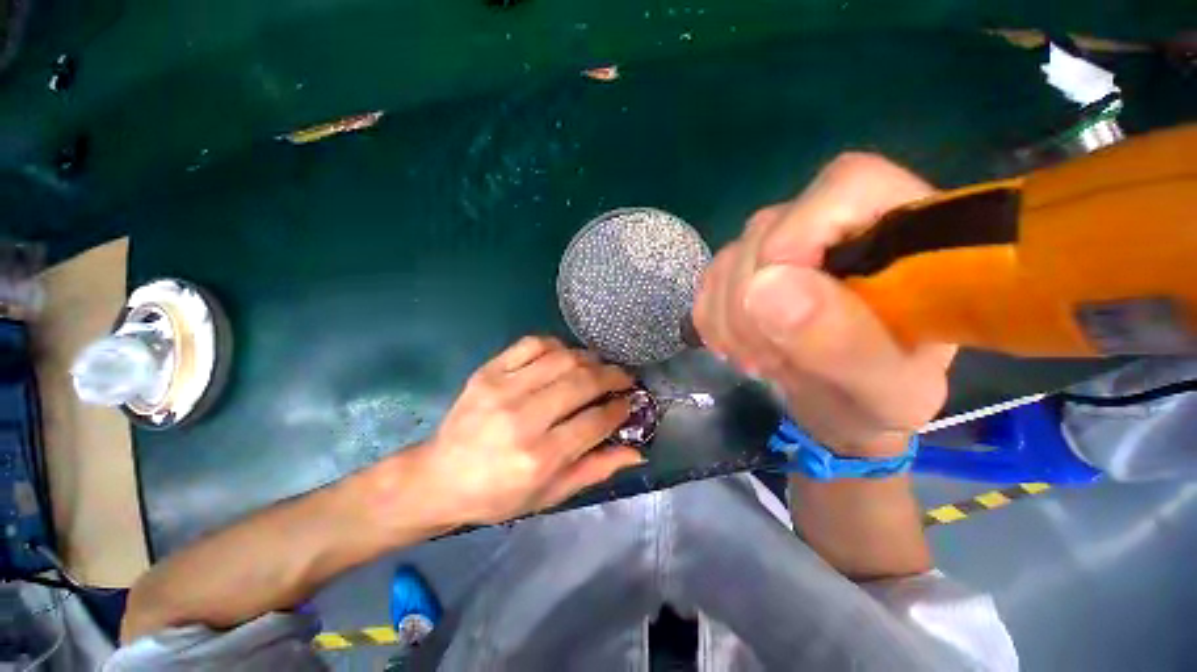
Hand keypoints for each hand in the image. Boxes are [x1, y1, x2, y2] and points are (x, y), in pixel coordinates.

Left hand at [408, 336, 641, 525]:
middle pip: (582, 383)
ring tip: (599, 367)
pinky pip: (533, 344)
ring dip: (590, 359)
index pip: (595, 421)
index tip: (629, 402)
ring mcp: (502, 389)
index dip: (620, 408)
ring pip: (562, 358)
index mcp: (539, 457)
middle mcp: (522, 419)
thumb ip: (595, 470)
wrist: (439, 476)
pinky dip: (557, 345)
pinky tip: (564, 356)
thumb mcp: (550, 495)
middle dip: (613, 376)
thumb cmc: (498, 494)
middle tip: (623, 378)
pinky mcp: (487, 371)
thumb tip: (637, 451)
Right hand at [692, 153, 955, 454]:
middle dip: (754, 304)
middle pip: (767, 230)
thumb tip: (767, 288)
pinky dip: (713, 321)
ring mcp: (781, 244)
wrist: (839, 408)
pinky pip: (708, 282)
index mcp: (904, 236)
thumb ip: (844, 343)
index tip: (777, 300)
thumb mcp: (884, 393)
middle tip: (773, 361)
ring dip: (731, 320)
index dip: (800, 233)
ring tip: (762, 361)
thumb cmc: (880, 403)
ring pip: (729, 259)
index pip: (847, 185)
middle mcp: (835, 225)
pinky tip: (738, 347)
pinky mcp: (745, 270)